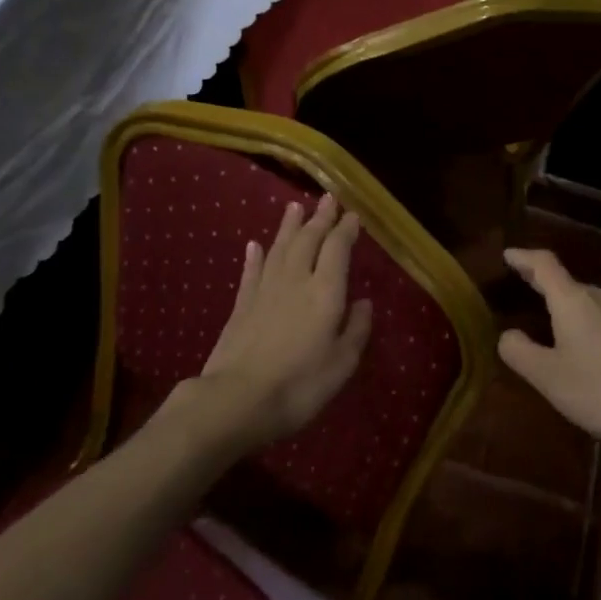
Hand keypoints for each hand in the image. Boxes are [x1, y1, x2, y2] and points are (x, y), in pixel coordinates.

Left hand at [193, 193, 372, 448]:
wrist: (236, 401)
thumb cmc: (299, 385)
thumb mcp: (341, 364)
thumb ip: (356, 329)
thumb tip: (364, 303)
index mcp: (325, 291)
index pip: (337, 249)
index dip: (345, 229)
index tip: (352, 215)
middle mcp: (295, 280)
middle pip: (308, 240)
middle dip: (320, 217)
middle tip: (327, 198)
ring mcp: (265, 290)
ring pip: (279, 248)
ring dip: (288, 226)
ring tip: (294, 206)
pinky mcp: (241, 306)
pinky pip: (251, 272)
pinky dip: (255, 256)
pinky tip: (255, 244)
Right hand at [498, 248, 600, 462]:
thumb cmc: (598, 391)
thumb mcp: (547, 376)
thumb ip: (519, 351)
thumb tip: (507, 335)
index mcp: (574, 300)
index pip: (544, 264)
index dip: (523, 257)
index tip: (506, 255)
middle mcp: (599, 298)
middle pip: (563, 279)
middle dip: (538, 278)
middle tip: (516, 281)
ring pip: (581, 297)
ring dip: (559, 298)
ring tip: (540, 309)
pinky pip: (595, 312)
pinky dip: (576, 314)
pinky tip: (572, 335)